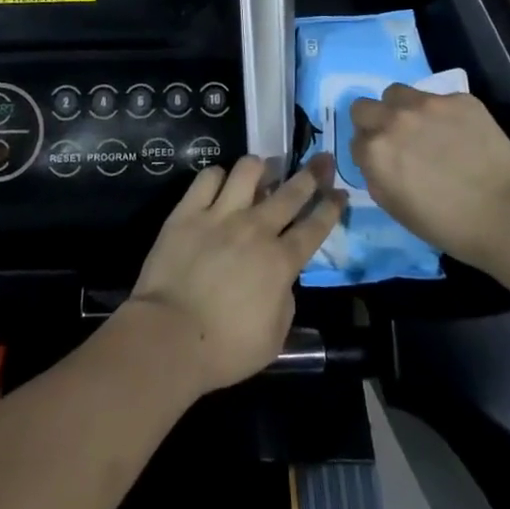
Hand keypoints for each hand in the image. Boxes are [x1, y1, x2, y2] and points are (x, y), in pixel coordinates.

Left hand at [124, 154, 345, 395]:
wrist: (169, 336)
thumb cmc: (225, 349)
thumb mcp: (274, 338)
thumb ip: (285, 300)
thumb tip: (282, 279)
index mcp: (280, 261)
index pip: (314, 227)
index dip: (331, 207)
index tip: (340, 191)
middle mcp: (255, 228)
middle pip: (290, 192)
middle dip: (311, 173)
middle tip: (321, 159)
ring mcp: (220, 214)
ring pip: (248, 170)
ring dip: (260, 168)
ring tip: (262, 170)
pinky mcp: (188, 211)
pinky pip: (208, 177)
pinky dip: (217, 177)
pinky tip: (219, 184)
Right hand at [350, 84, 509, 269]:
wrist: (507, 215)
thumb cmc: (449, 226)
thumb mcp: (396, 209)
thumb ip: (376, 175)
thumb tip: (375, 159)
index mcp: (375, 151)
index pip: (355, 139)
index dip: (369, 152)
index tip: (385, 162)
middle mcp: (394, 120)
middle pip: (364, 106)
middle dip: (375, 122)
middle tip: (397, 140)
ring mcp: (427, 104)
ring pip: (397, 93)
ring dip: (402, 109)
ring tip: (425, 129)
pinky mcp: (459, 98)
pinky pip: (438, 98)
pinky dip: (442, 114)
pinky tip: (461, 135)